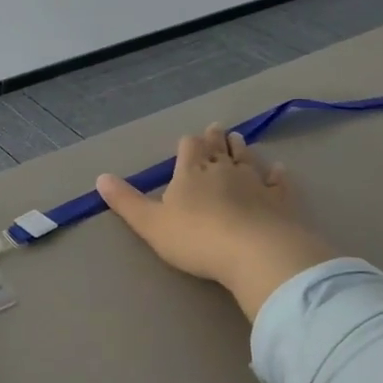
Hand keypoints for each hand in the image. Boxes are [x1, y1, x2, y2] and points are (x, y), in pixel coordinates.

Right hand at [95, 125, 337, 319]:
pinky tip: (279, 169)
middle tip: (217, 129)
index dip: (189, 143)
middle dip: (216, 139)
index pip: (189, 146)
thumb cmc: (196, 238)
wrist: (255, 253)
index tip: (190, 139)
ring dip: (242, 149)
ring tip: (240, 139)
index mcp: (191, 171)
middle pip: (219, 147)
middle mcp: (224, 168)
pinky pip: (279, 182)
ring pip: (248, 158)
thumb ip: (126, 201)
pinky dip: (277, 174)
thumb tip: (100, 177)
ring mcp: (256, 182)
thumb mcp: (150, 223)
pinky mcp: (281, 200)